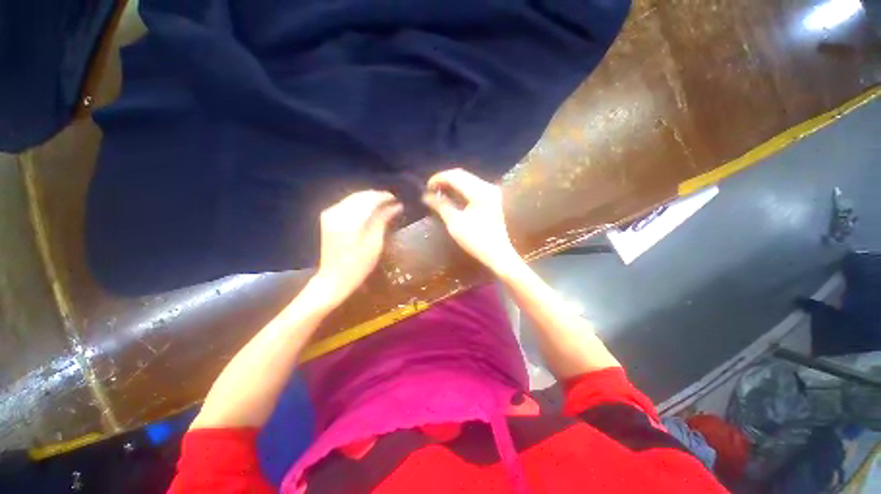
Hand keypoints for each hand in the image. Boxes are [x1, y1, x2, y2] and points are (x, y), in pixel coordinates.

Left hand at [312, 190, 401, 307]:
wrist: (334, 279)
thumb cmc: (358, 266)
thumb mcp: (375, 244)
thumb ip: (383, 220)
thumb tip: (396, 206)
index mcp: (349, 221)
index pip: (369, 200)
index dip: (384, 197)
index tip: (397, 199)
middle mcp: (337, 213)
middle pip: (360, 196)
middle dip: (377, 196)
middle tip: (393, 201)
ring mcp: (330, 214)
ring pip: (353, 198)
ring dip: (369, 199)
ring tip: (384, 204)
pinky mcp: (328, 217)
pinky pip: (347, 203)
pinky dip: (360, 204)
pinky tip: (370, 209)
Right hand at [422, 168, 521, 274]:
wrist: (497, 253)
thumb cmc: (476, 240)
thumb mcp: (455, 223)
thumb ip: (441, 205)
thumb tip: (426, 196)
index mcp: (479, 192)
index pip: (455, 176)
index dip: (438, 178)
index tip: (426, 187)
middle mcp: (487, 186)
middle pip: (462, 175)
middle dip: (445, 180)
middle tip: (431, 190)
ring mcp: (492, 191)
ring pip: (467, 179)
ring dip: (452, 183)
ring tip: (438, 192)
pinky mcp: (492, 198)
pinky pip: (473, 186)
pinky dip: (460, 188)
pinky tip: (452, 195)